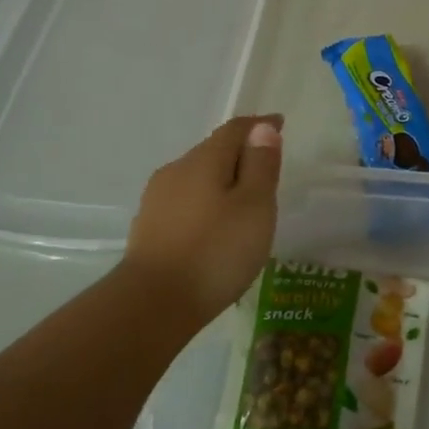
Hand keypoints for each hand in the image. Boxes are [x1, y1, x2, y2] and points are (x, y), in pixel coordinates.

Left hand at [124, 115, 282, 327]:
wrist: (152, 304)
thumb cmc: (215, 251)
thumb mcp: (254, 206)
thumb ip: (261, 165)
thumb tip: (262, 128)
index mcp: (204, 160)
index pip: (235, 129)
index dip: (260, 125)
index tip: (280, 124)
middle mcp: (176, 171)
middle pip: (213, 151)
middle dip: (240, 153)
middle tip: (266, 168)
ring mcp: (157, 200)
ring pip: (197, 178)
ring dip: (221, 181)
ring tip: (243, 202)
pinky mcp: (149, 228)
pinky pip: (186, 203)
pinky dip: (206, 204)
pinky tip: (214, 227)